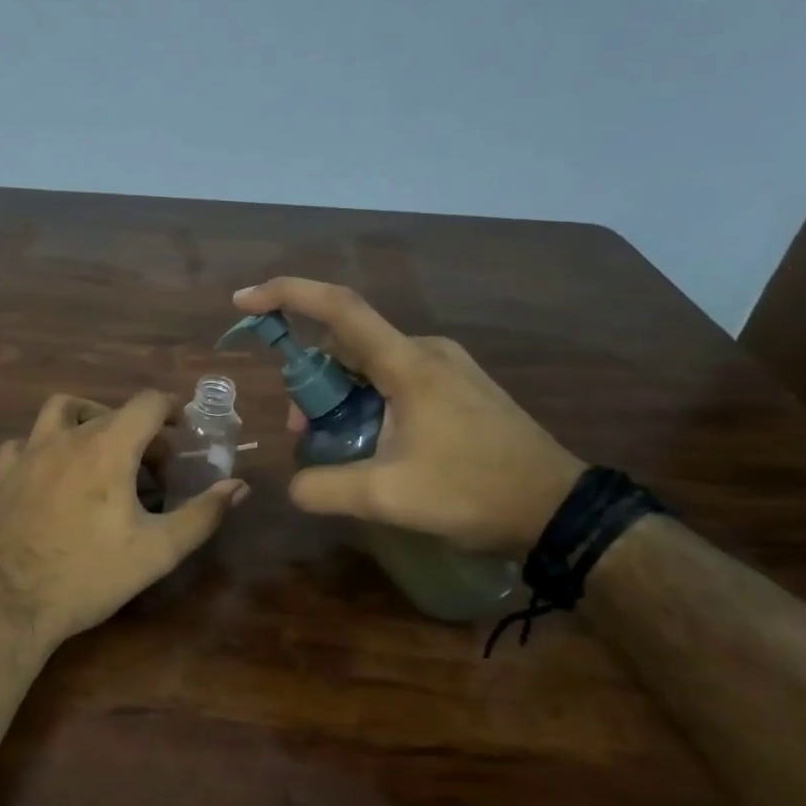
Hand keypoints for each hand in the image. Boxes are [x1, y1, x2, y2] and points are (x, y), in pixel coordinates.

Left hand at [0, 391, 248, 650]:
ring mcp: (21, 459)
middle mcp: (61, 440)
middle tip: (149, 461)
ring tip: (94, 452)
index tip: (183, 429)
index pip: (146, 403)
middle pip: (104, 410)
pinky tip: (46, 484)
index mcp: (104, 448)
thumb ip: (202, 514)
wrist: (5, 607)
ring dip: (80, 423)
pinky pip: (20, 453)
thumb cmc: (88, 575)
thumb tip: (238, 486)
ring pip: (52, 417)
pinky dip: (40, 456)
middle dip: (134, 427)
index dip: (171, 409)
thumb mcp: (158, 550)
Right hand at [234, 278, 581, 555]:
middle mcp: (426, 351)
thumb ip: (325, 488)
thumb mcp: (388, 498)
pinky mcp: (460, 387)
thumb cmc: (474, 493)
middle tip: (303, 431)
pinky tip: (373, 443)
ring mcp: (447, 367)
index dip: (287, 295)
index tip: (245, 301)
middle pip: (347, 344)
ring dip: (340, 395)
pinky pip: (396, 379)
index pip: (338, 308)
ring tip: (336, 445)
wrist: (560, 510)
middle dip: (312, 381)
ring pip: (371, 365)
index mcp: (408, 363)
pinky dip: (368, 401)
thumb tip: (292, 485)